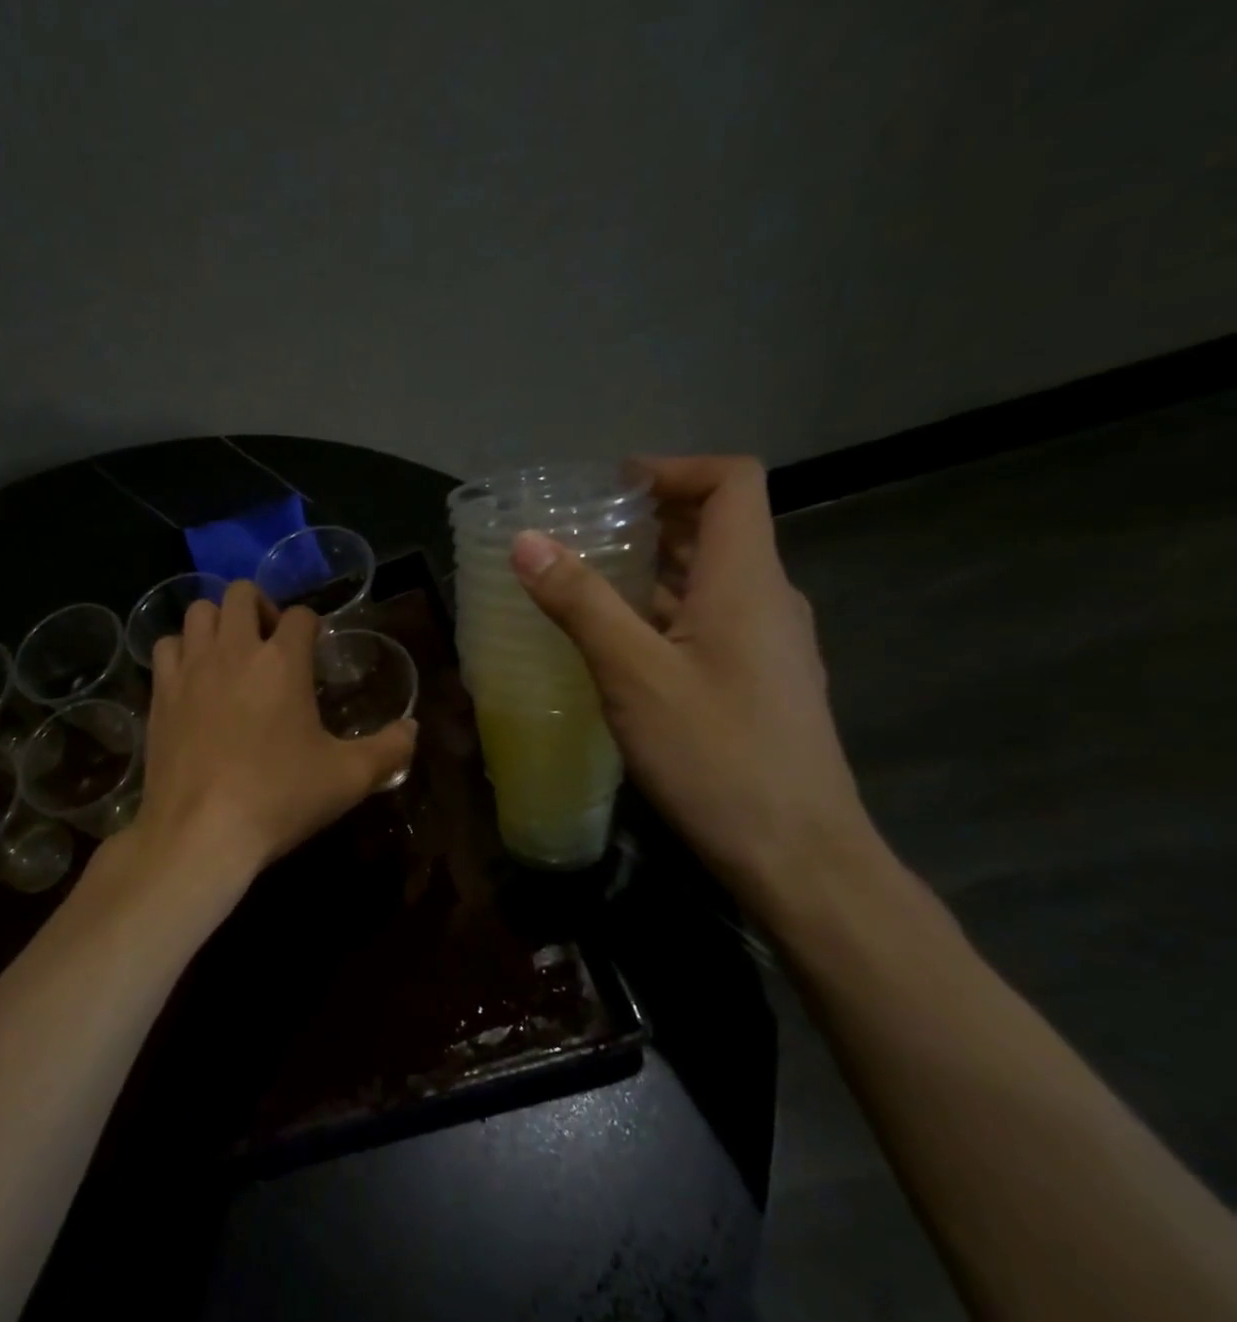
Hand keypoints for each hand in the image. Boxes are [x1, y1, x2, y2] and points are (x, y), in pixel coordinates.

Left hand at [125, 581, 416, 877]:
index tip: (314, 652)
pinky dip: (182, 650)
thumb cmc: (279, 798)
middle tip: (271, 643)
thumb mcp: (348, 778)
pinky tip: (194, 678)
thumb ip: (388, 749)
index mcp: (282, 661)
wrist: (201, 832)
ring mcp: (190, 668)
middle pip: (242, 593)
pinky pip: (166, 646)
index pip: (301, 616)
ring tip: (230, 654)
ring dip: (218, 622)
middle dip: (261, 607)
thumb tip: (412, 728)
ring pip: (199, 612)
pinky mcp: (160, 692)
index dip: (312, 627)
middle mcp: (234, 650)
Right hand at [510, 456, 874, 899]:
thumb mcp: (633, 674)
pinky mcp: (759, 681)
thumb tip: (526, 540)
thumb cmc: (715, 755)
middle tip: (578, 533)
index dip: (672, 469)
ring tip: (585, 581)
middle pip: (718, 526)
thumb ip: (580, 603)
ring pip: (711, 578)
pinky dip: (664, 610)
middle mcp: (767, 599)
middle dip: (650, 517)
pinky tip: (618, 644)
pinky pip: (710, 619)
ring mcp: (768, 643)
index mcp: (747, 580)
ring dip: (653, 566)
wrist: (796, 853)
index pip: (732, 482)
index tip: (608, 489)